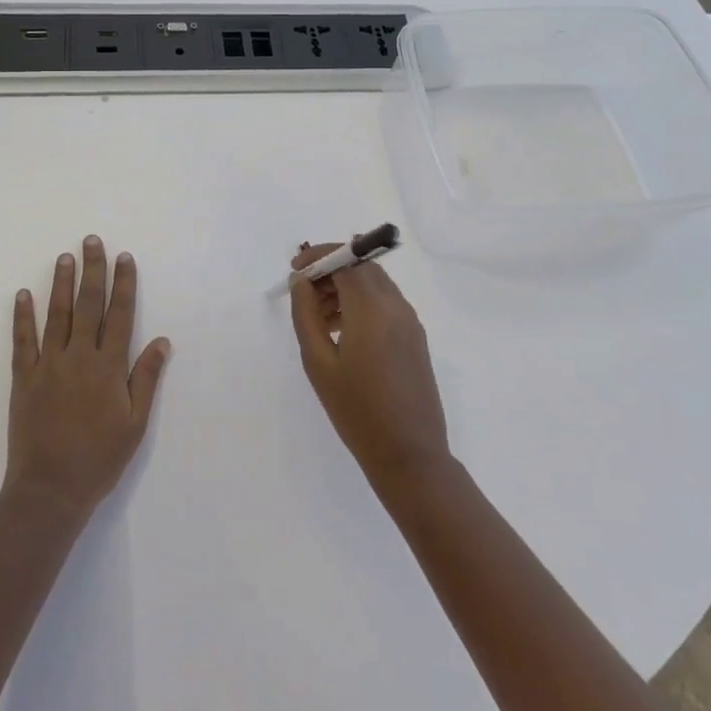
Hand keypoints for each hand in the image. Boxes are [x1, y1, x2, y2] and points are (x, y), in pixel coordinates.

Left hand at [5, 236, 171, 517]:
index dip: (123, 284)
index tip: (124, 258)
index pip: (119, 315)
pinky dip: (22, 316)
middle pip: (88, 305)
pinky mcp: (24, 378)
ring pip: (56, 315)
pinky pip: (23, 341)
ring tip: (64, 257)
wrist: (50, 490)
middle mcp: (79, 357)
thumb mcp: (134, 424)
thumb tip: (162, 341)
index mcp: (108, 367)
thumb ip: (146, 379)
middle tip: (91, 241)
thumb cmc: (99, 459)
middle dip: (92, 271)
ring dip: (61, 283)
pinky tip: (23, 294)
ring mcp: (48, 365)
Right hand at [288, 243, 450, 491]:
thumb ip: (306, 314)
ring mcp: (410, 321)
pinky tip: (342, 331)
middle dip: (332, 269)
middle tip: (304, 292)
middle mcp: (396, 306)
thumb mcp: (318, 362)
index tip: (295, 269)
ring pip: (375, 284)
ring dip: (346, 286)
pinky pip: (386, 303)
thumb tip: (301, 281)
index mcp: (372, 308)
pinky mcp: (415, 338)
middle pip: (362, 267)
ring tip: (318, 315)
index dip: (318, 256)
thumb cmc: (356, 410)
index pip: (346, 258)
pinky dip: (362, 302)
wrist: (409, 455)